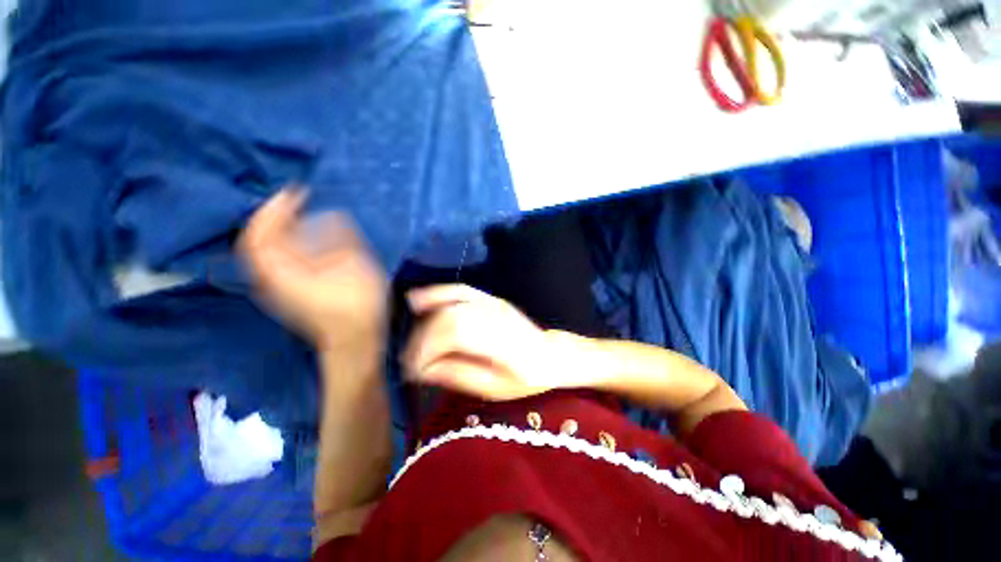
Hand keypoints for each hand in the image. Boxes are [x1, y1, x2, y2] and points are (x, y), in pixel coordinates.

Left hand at [239, 188, 387, 352]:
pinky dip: (283, 241)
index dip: (274, 210)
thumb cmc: (359, 306)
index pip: (260, 235)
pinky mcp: (286, 290)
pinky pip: (273, 259)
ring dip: (277, 227)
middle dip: (273, 215)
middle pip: (256, 240)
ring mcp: (276, 287)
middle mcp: (271, 279)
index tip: (296, 193)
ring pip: (263, 249)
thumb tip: (330, 216)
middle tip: (296, 200)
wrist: (355, 339)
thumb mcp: (357, 268)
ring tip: (297, 212)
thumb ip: (341, 238)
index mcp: (284, 273)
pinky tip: (302, 236)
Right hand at [402, 284, 583, 400]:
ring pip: (450, 302)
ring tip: (410, 338)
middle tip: (410, 360)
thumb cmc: (527, 378)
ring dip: (424, 318)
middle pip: (447, 316)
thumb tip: (423, 369)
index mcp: (499, 340)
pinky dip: (437, 293)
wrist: (551, 355)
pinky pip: (459, 290)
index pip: (453, 333)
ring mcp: (491, 302)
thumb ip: (459, 374)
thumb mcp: (495, 388)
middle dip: (421, 338)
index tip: (412, 370)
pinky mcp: (489, 298)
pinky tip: (418, 299)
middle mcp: (494, 315)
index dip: (427, 349)